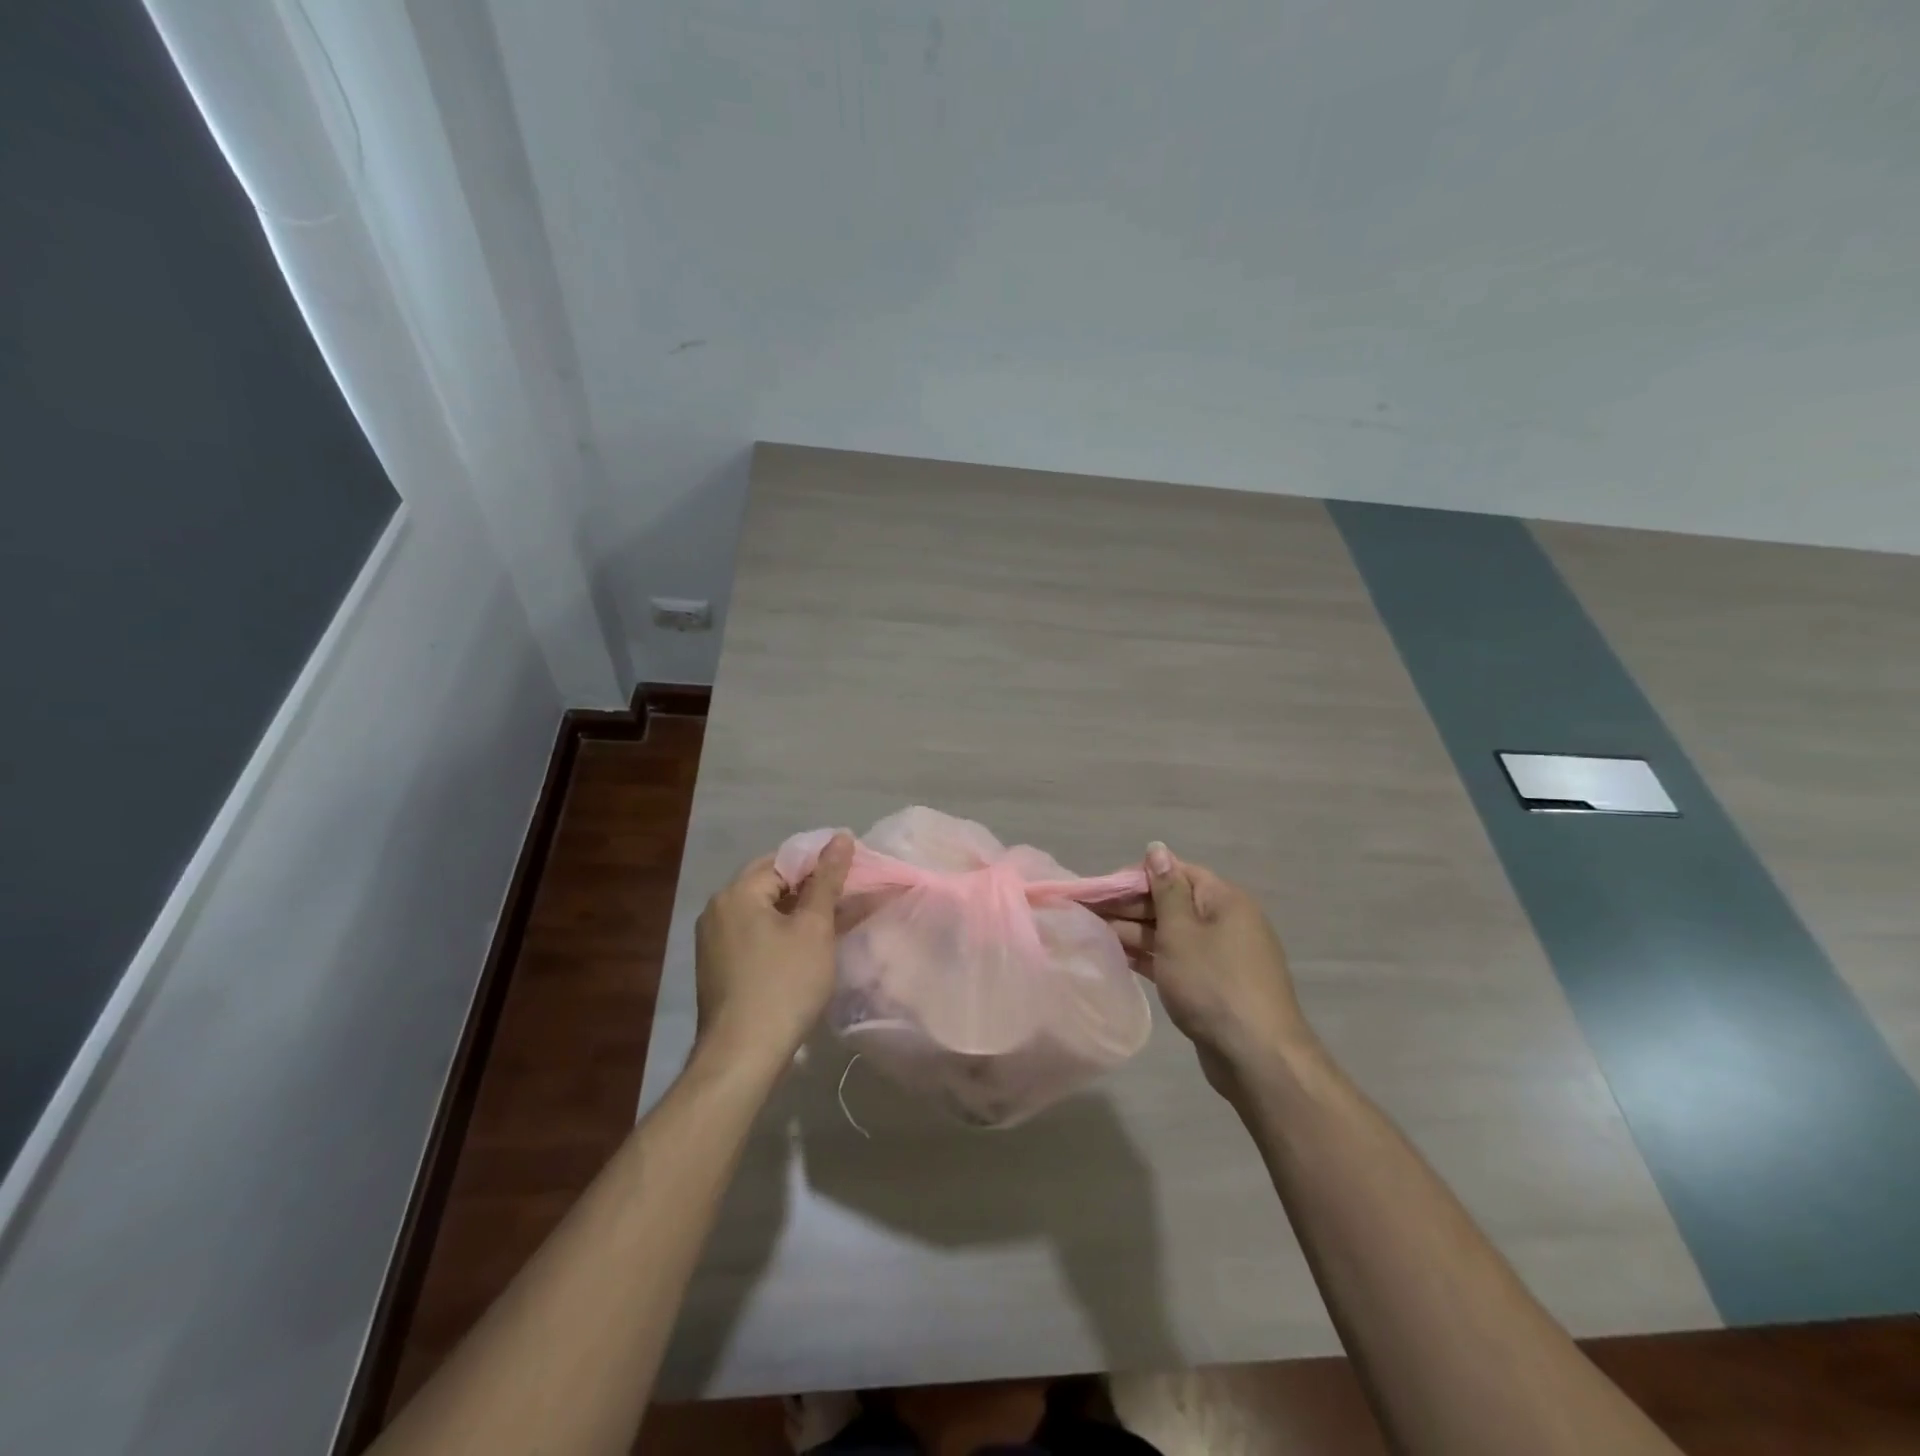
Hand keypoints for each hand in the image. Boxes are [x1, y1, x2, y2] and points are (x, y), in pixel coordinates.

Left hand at [692, 833, 852, 1069]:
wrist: (743, 1055)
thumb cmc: (784, 984)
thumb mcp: (814, 928)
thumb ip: (828, 879)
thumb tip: (841, 838)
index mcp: (737, 892)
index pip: (784, 860)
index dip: (820, 864)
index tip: (853, 874)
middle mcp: (718, 909)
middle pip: (772, 884)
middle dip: (811, 889)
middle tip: (848, 897)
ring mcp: (713, 940)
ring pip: (764, 912)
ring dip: (798, 913)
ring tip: (834, 922)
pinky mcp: (718, 967)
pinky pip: (754, 935)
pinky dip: (781, 935)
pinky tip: (807, 949)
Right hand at [1109, 843, 1316, 1097]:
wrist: (1257, 1056)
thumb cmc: (1213, 983)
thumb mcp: (1181, 930)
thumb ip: (1165, 889)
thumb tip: (1157, 847)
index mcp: (1224, 899)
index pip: (1176, 872)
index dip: (1137, 877)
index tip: (1101, 889)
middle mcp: (1226, 921)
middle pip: (1171, 902)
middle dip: (1130, 907)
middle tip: (1088, 913)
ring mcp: (1220, 955)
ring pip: (1171, 933)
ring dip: (1135, 933)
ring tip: (1094, 934)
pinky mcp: (1213, 985)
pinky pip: (1176, 959)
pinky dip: (1150, 957)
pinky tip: (1119, 958)